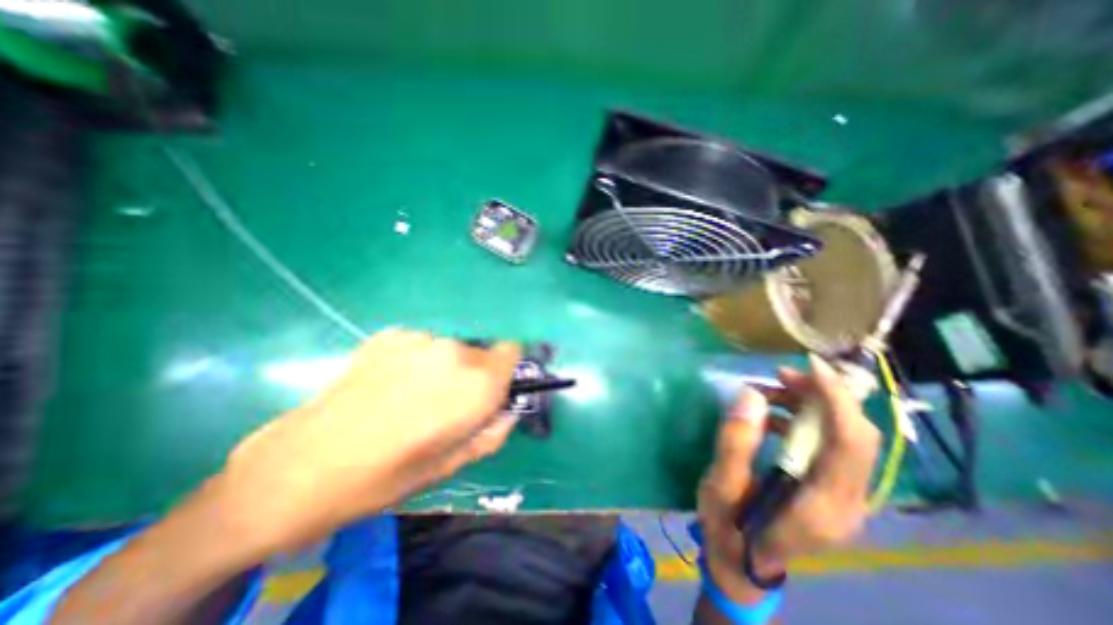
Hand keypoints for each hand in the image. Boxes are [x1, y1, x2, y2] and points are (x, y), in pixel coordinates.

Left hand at [211, 331, 520, 557]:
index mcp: (476, 385)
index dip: (504, 371)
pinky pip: (420, 345)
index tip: (489, 391)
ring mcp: (420, 339)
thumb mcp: (451, 465)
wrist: (300, 467)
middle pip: (480, 353)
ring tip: (409, 398)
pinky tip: (386, 386)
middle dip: (472, 375)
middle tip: (443, 406)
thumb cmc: (386, 476)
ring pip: (449, 350)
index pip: (512, 352)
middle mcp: (454, 352)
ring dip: (442, 368)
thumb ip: (491, 433)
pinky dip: (414, 361)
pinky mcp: (390, 334)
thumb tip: (505, 412)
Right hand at [699, 355, 884, 601]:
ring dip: (810, 405)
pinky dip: (804, 419)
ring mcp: (844, 497)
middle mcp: (847, 502)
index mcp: (822, 506)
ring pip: (844, 435)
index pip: (850, 443)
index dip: (835, 398)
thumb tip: (750, 395)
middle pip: (855, 435)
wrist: (743, 564)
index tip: (809, 365)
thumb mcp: (720, 488)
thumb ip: (735, 443)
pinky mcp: (831, 489)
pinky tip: (772, 415)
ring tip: (767, 393)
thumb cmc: (728, 530)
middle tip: (778, 376)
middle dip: (821, 395)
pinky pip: (830, 443)